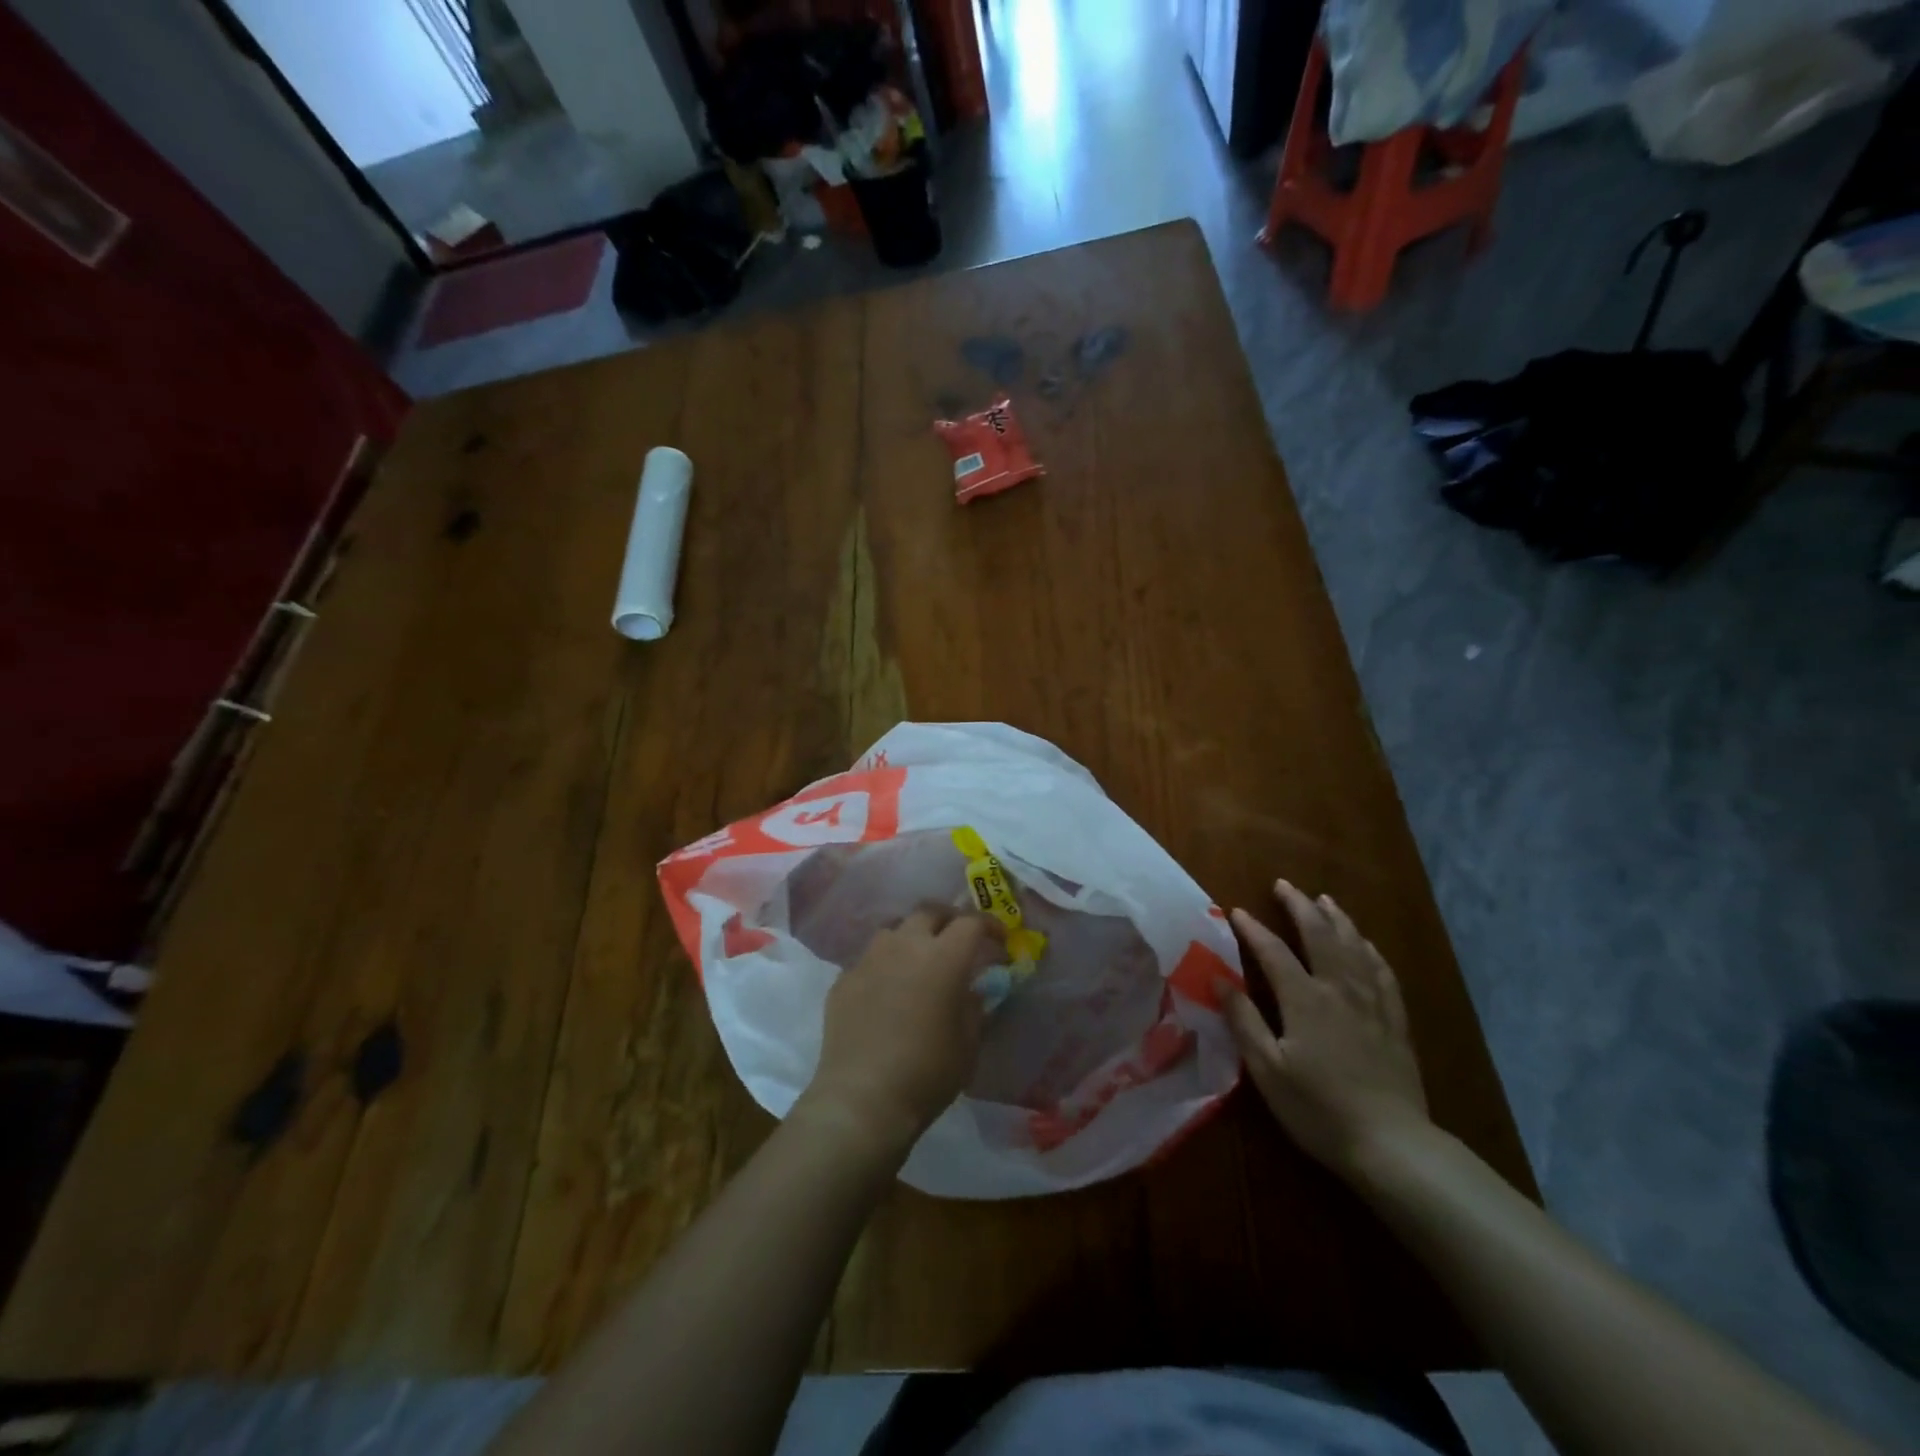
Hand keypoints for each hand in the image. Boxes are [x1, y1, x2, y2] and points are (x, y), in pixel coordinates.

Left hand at [795, 906, 1000, 1160]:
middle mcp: (905, 945)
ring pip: (894, 929)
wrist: (862, 1098)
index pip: (971, 923)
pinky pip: (869, 958)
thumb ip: (975, 1007)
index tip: (999, 940)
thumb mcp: (968, 1044)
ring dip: (911, 936)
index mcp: (943, 957)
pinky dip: (884, 964)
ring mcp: (869, 959)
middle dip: (948, 920)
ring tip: (918, 959)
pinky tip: (886, 989)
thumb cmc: (927, 1072)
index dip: (989, 926)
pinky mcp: (844, 979)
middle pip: (929, 912)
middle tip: (957, 939)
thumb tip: (974, 990)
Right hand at [1223, 880, 1430, 1176]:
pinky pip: (1383, 974)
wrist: (1393, 1146)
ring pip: (1355, 948)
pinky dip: (1371, 951)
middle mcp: (1339, 990)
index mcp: (1305, 1000)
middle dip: (1300, 907)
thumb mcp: (1267, 1070)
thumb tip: (1217, 978)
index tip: (1236, 911)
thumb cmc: (1319, 1109)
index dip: (1253, 929)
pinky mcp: (1395, 1023)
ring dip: (1337, 920)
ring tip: (1325, 900)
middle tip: (1284, 885)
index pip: (1273, 952)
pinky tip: (1366, 944)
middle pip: (1320, 936)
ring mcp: (1372, 1004)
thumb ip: (1243, 1020)